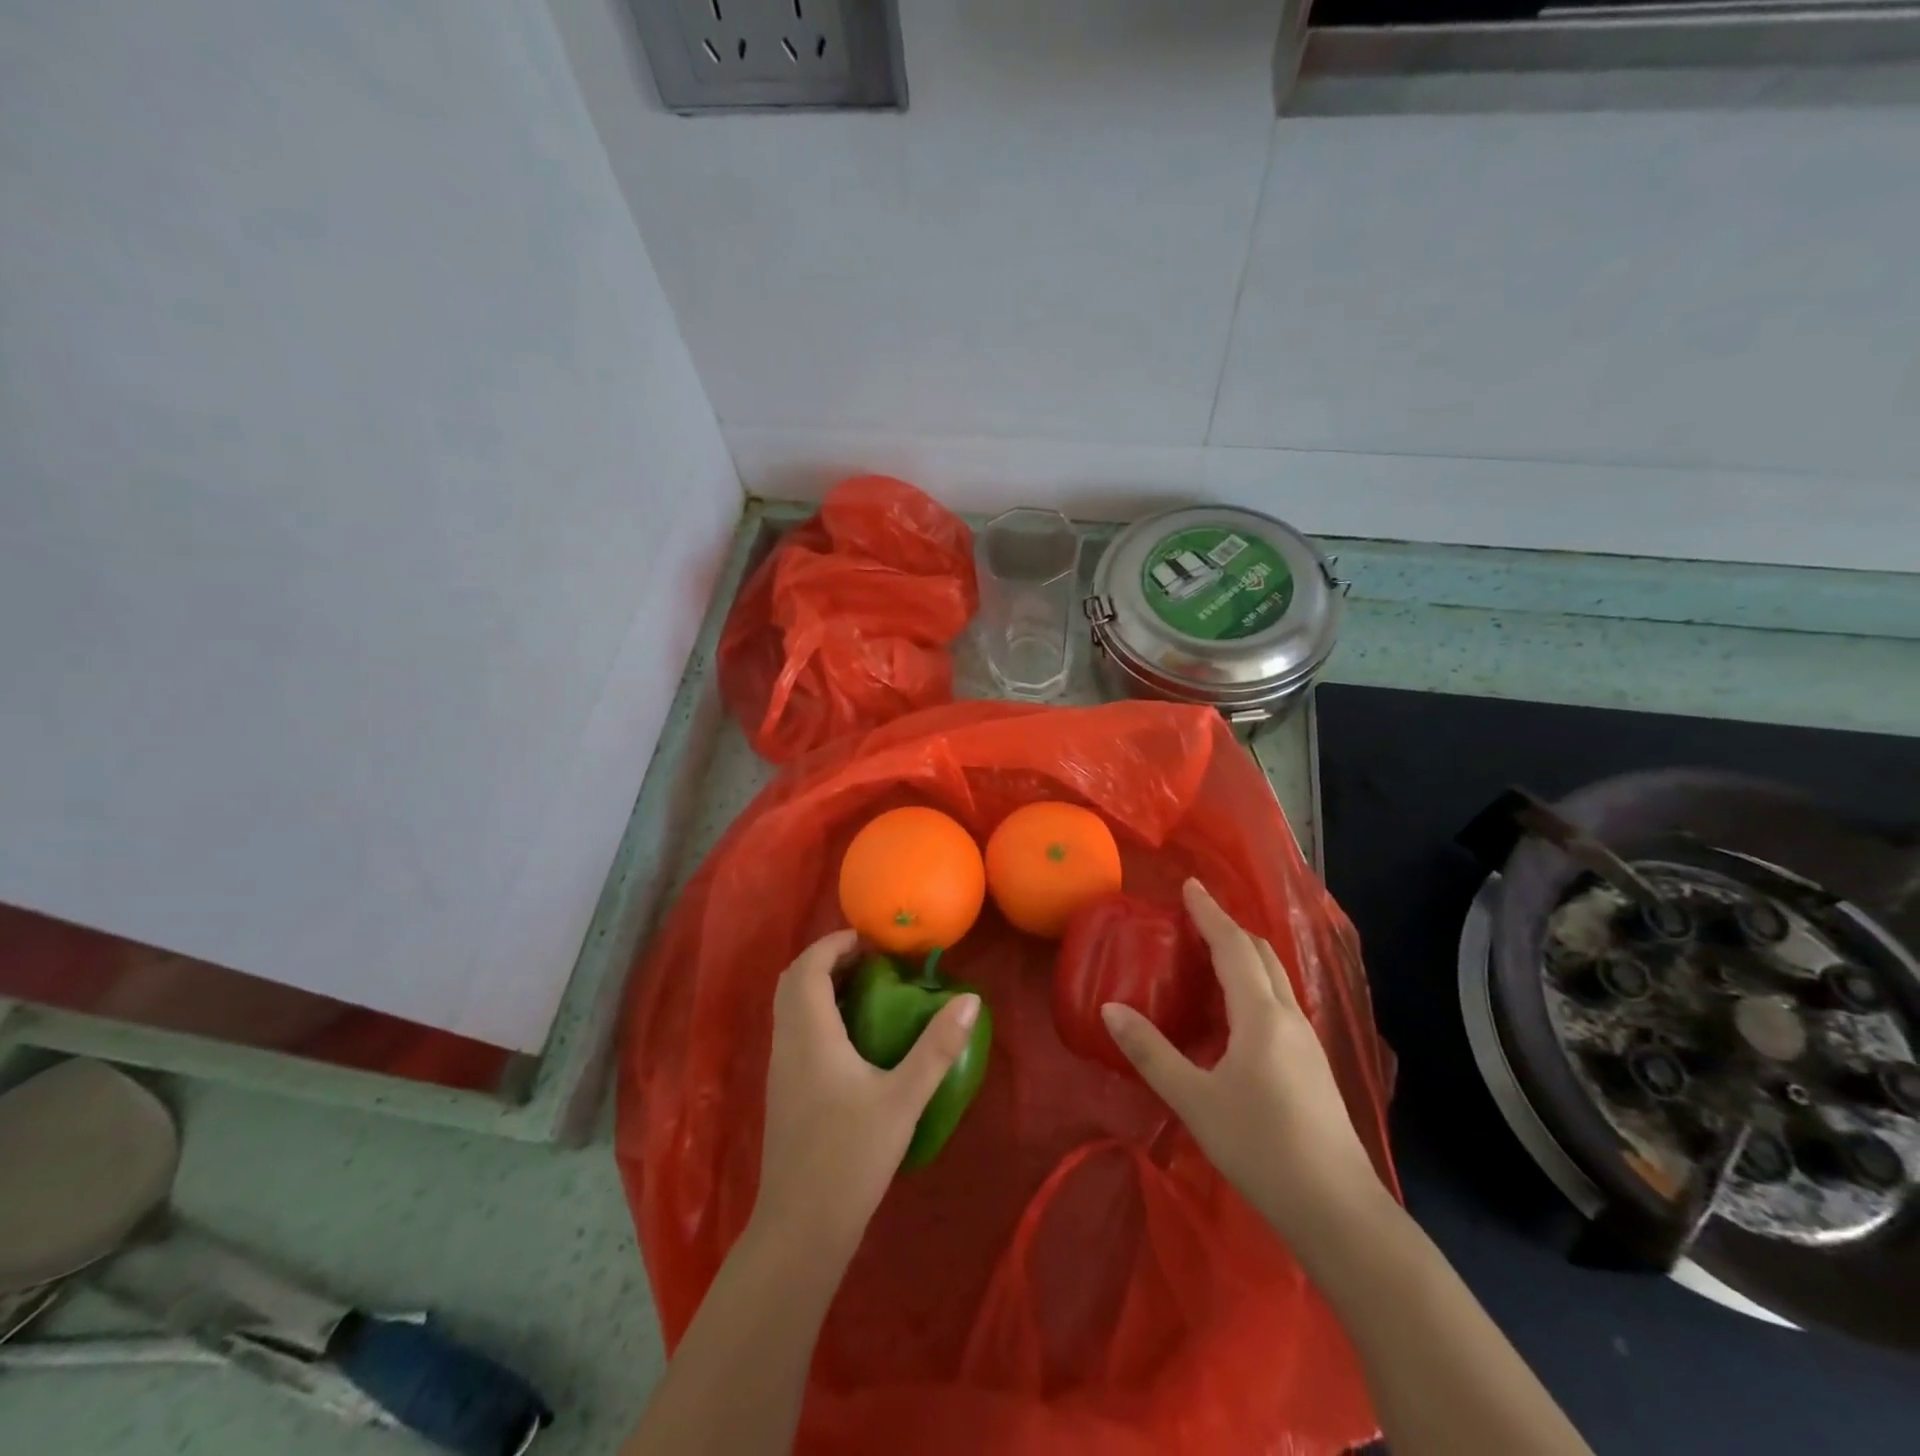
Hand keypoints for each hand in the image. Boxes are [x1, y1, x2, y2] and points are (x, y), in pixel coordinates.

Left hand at [752, 929, 980, 1260]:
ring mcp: (780, 1068)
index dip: (836, 944)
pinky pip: (794, 1029)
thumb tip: (969, 999)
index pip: (809, 967)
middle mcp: (787, 1043)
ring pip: (791, 1006)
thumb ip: (936, 1048)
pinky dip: (818, 1012)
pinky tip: (853, 1036)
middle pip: (794, 980)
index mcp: (810, 1034)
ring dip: (821, 985)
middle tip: (872, 960)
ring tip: (868, 989)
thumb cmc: (850, 1157)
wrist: (800, 1229)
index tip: (873, 941)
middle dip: (828, 959)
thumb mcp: (902, 1100)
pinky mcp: (784, 1090)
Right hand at [1102, 880, 1385, 1253]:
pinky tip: (1237, 1009)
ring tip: (1212, 952)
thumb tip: (1110, 1009)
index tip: (1190, 885)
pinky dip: (1254, 983)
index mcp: (1261, 1015)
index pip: (1233, 946)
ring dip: (1244, 954)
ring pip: (1275, 978)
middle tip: (1196, 914)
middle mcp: (1288, 1017)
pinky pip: (1279, 1002)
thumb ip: (1151, 1052)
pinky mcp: (1312, 1065)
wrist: (1338, 1210)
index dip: (1210, 913)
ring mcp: (1306, 1041)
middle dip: (1229, 927)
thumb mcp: (1194, 1100)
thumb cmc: (1261, 1147)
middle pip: (1261, 954)